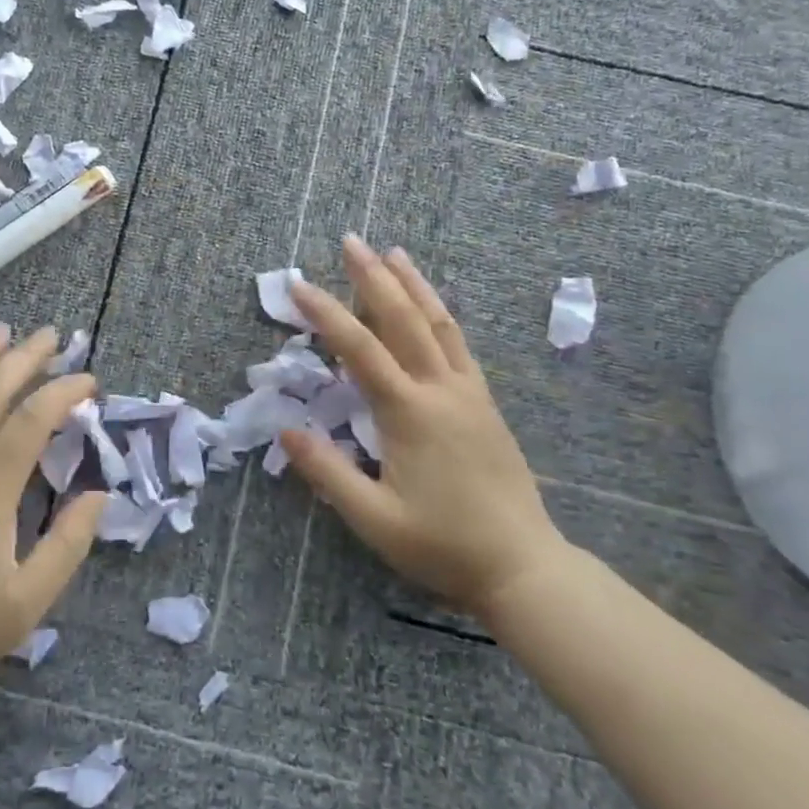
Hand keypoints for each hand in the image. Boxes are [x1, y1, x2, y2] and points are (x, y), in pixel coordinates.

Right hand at [279, 236, 571, 618]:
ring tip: (394, 253)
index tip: (298, 286)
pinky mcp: (485, 404)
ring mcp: (468, 393)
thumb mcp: (373, 519)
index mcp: (409, 413)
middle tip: (351, 242)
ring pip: (439, 324)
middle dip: (373, 278)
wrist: (523, 566)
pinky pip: (459, 345)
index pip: (359, 349)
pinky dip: (440, 314)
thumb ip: (327, 472)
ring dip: (413, 286)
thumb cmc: (442, 545)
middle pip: (403, 320)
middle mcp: (441, 390)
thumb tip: (286, 428)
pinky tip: (432, 307)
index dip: (325, 314)